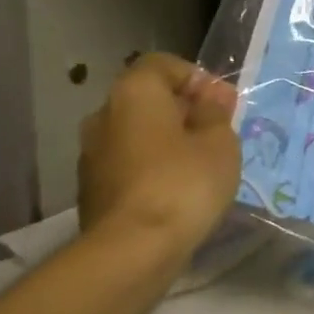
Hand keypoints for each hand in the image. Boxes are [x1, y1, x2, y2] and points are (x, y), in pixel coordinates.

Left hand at [77, 54, 240, 250]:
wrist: (131, 250)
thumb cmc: (183, 184)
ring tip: (199, 166)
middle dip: (183, 111)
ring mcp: (92, 154)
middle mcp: (104, 114)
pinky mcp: (91, 190)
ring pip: (137, 134)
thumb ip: (216, 113)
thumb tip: (213, 96)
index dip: (195, 77)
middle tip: (216, 134)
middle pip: (147, 99)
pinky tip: (176, 192)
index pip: (162, 64)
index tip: (221, 103)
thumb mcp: (219, 143)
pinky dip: (151, 168)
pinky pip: (128, 164)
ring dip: (166, 141)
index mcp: (134, 92)